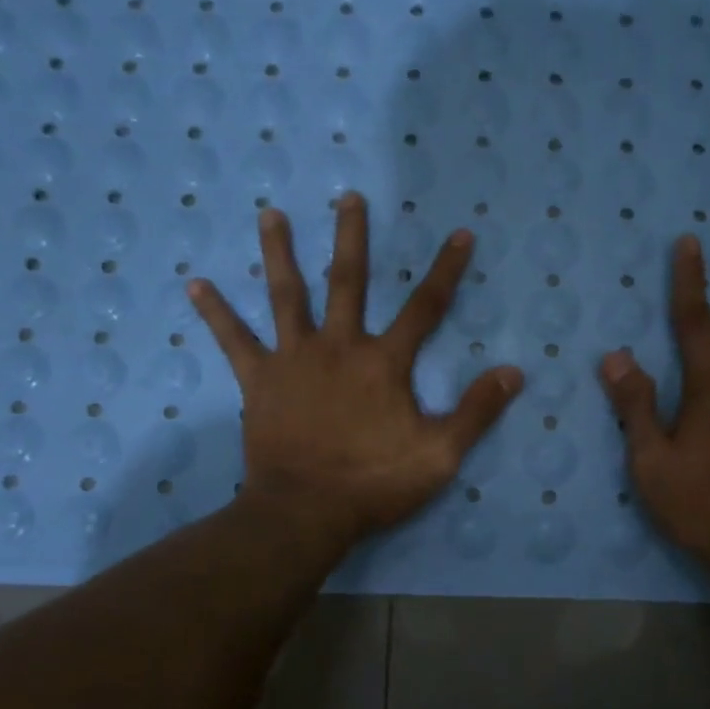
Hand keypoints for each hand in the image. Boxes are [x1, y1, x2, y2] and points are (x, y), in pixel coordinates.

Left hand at [190, 193, 523, 549]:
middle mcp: (338, 347)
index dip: (446, 271)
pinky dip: (216, 313)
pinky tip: (196, 285)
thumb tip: (514, 372)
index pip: (424, 308)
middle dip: (352, 238)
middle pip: (348, 282)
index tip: (460, 234)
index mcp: (383, 363)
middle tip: (348, 197)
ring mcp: (294, 360)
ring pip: (286, 296)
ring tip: (269, 213)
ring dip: (280, 253)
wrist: (306, 512)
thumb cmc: (375, 483)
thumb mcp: (440, 454)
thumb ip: (476, 411)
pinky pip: (234, 341)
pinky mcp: (259, 381)